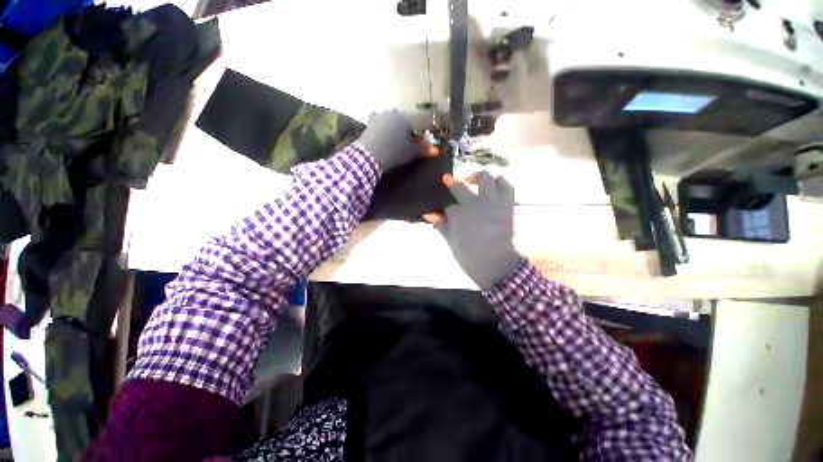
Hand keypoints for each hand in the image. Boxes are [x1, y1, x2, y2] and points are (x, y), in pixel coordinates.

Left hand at [357, 110, 437, 169]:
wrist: (368, 156)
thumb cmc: (394, 152)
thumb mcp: (411, 152)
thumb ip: (424, 149)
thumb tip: (435, 150)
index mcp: (404, 117)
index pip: (418, 126)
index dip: (422, 138)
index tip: (423, 148)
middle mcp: (391, 113)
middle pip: (405, 124)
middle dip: (409, 136)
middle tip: (411, 148)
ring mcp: (378, 118)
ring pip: (393, 126)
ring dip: (398, 135)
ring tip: (399, 147)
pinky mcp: (369, 125)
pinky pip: (382, 129)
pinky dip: (387, 135)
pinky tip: (386, 145)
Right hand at [424, 172, 519, 289]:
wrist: (498, 265)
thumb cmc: (471, 258)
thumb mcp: (452, 243)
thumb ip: (442, 226)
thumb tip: (429, 215)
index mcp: (458, 215)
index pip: (448, 206)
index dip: (445, 208)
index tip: (444, 210)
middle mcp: (473, 204)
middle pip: (460, 186)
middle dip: (452, 183)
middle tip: (449, 180)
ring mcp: (491, 202)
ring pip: (485, 178)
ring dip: (477, 177)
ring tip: (473, 180)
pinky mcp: (506, 204)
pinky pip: (506, 186)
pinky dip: (501, 183)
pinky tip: (495, 184)